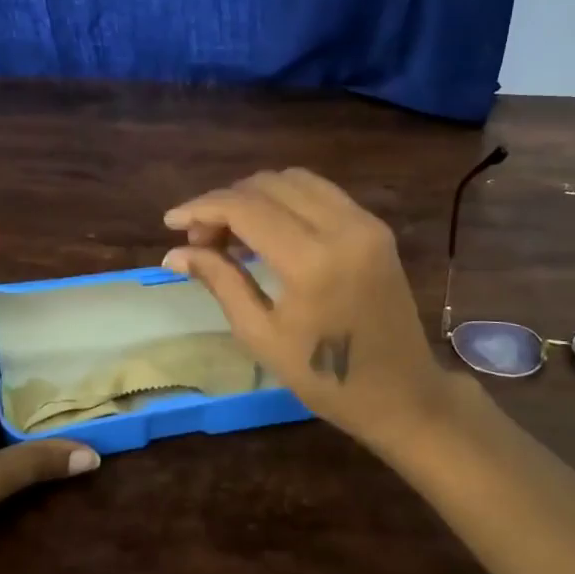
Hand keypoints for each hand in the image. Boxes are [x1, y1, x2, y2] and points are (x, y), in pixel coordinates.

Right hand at [162, 170, 456, 448]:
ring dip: (255, 196)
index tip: (171, 222)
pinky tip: (268, 231)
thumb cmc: (326, 380)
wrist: (403, 394)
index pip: (245, 208)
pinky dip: (286, 200)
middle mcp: (342, 227)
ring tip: (232, 234)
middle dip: (226, 202)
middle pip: (268, 184)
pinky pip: (321, 193)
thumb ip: (221, 282)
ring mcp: (365, 222)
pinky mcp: (375, 226)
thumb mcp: (262, 335)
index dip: (202, 207)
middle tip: (202, 239)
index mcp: (312, 261)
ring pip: (295, 180)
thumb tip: (174, 254)